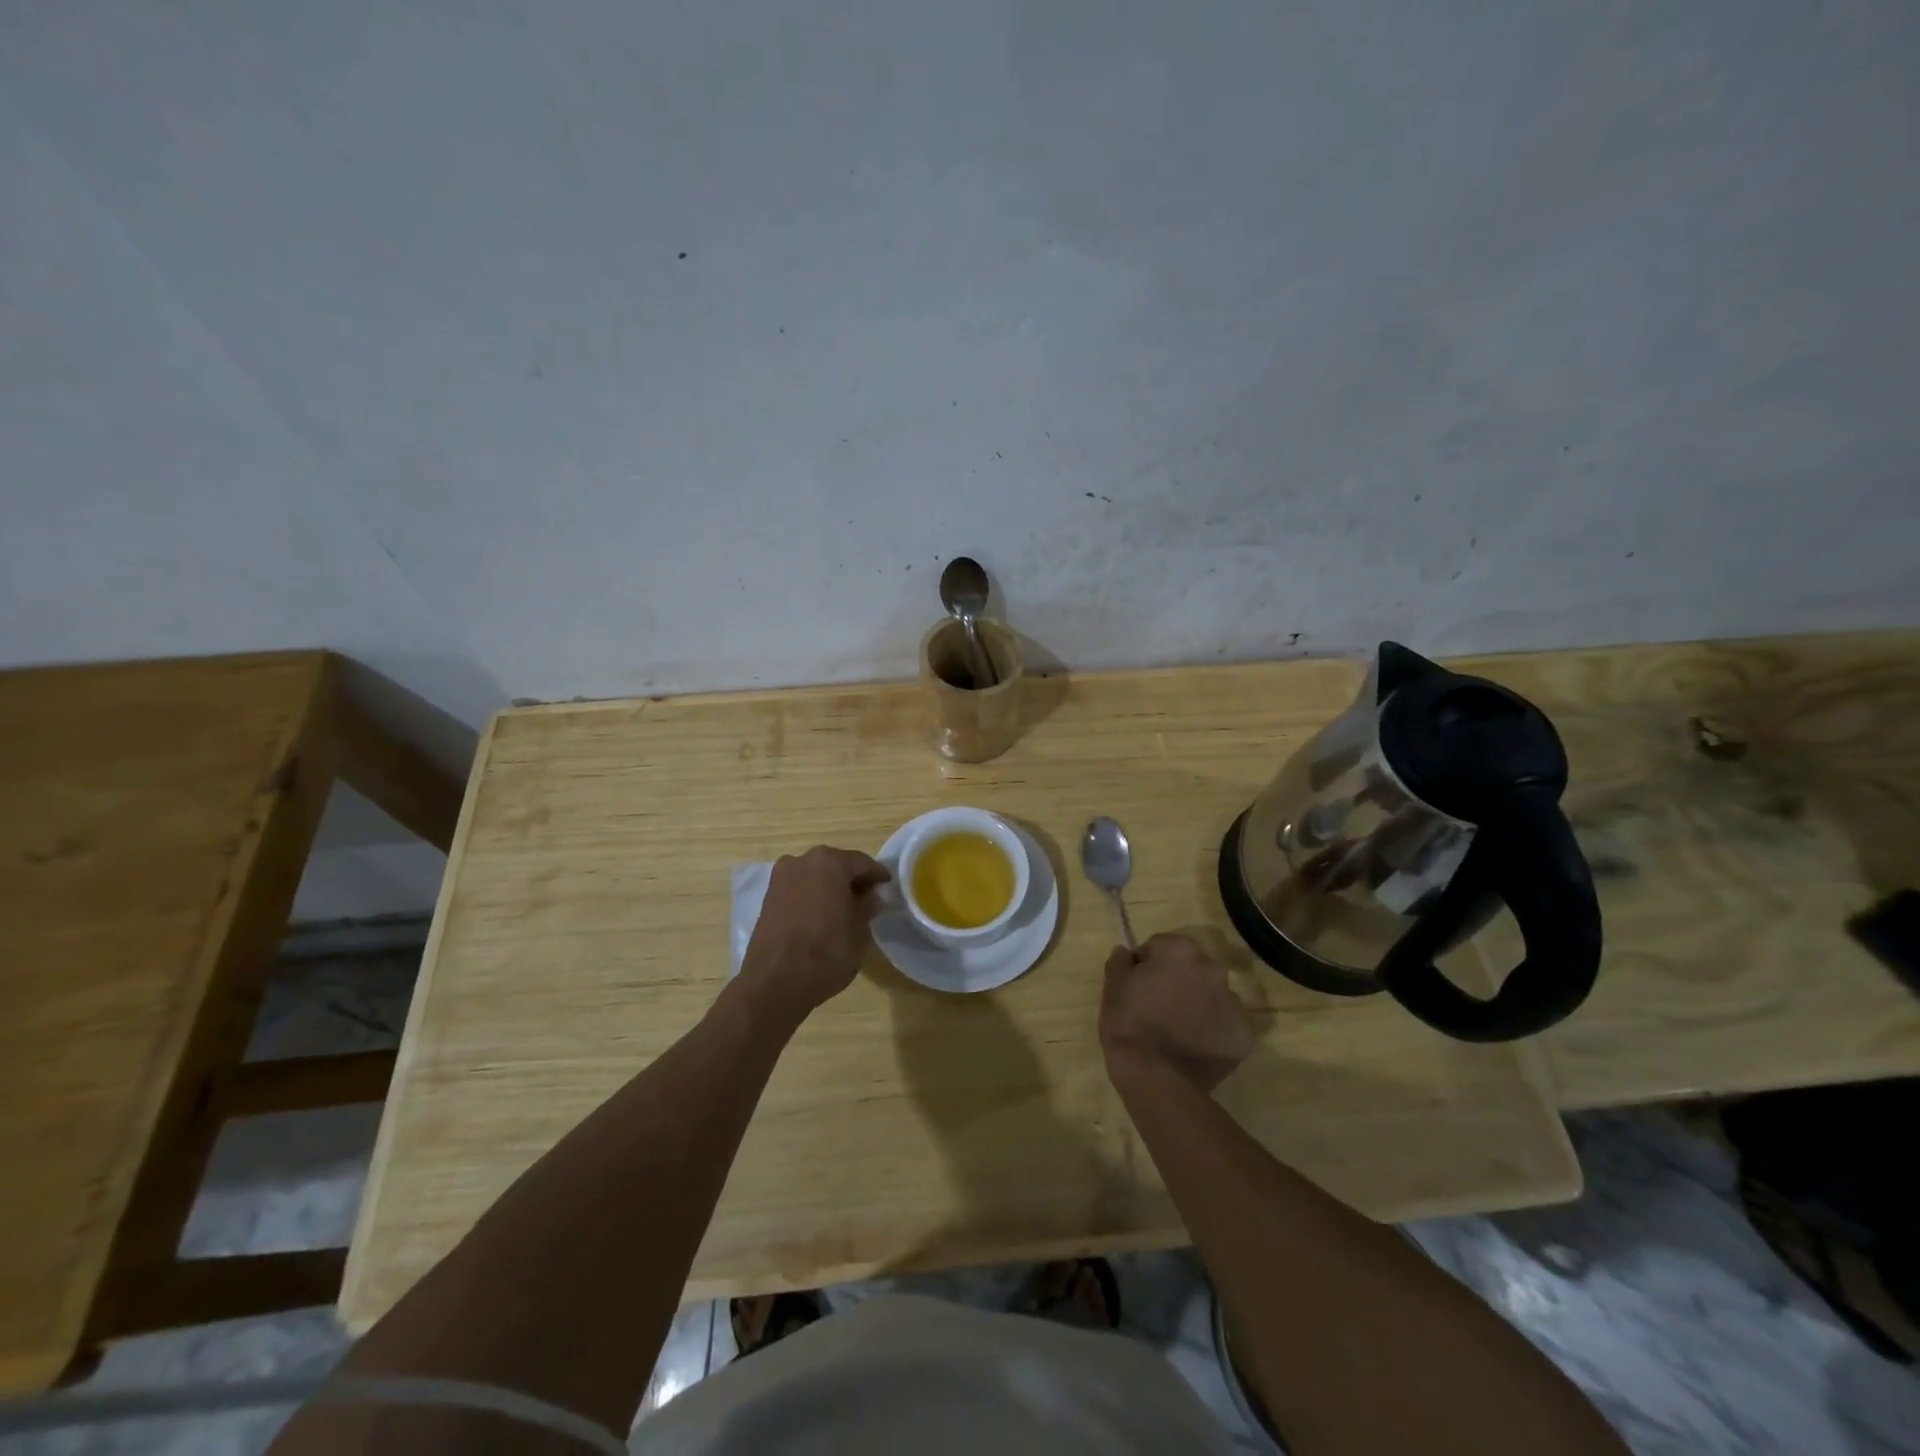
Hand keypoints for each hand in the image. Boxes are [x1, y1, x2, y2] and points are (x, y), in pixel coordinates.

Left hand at [740, 845, 891, 1022]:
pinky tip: (821, 915)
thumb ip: (867, 907)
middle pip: (835, 865)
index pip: (862, 863)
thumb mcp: (859, 931)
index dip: (877, 875)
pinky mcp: (768, 896)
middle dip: (851, 879)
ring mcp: (782, 877)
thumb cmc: (826, 952)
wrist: (775, 981)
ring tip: (843, 908)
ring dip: (830, 886)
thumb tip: (870, 897)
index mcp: (830, 862)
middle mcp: (803, 861)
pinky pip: (799, 888)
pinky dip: (812, 896)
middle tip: (867, 898)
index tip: (887, 886)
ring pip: (815, 875)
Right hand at [1100, 933, 1256, 1092]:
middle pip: (1191, 969)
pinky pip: (1225, 1025)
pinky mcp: (1245, 1035)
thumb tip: (1127, 953)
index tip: (1136, 987)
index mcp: (1181, 950)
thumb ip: (1120, 961)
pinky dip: (1213, 1032)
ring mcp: (1233, 1003)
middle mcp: (1213, 968)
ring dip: (1197, 1005)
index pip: (1159, 947)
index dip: (1145, 966)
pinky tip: (1194, 1047)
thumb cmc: (1129, 1023)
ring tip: (1176, 1031)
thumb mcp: (1112, 986)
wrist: (1156, 1077)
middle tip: (1157, 1007)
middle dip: (1177, 981)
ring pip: (1211, 996)